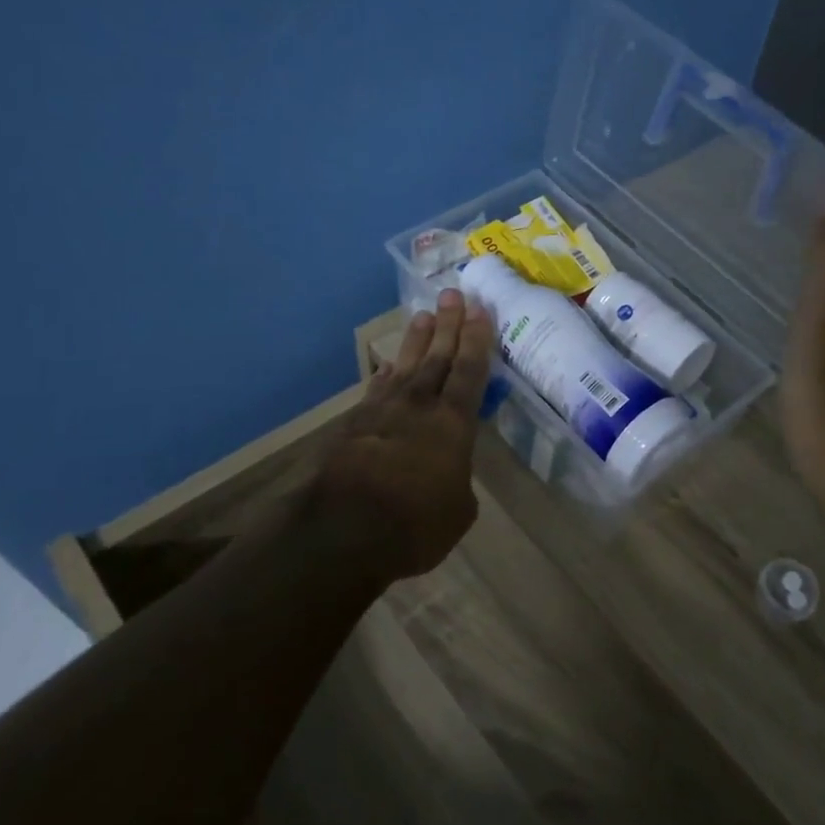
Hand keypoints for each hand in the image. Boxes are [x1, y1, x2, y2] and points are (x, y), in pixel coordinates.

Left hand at [309, 289, 495, 586]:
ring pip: (405, 366)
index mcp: (453, 424)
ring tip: (425, 315)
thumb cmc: (415, 525)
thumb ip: (458, 484)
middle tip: (453, 293)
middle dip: (449, 325)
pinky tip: (388, 366)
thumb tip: (449, 477)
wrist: (343, 530)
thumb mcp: (457, 512)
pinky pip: (376, 390)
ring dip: (417, 340)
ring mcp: (383, 412)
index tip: (480, 310)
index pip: (470, 372)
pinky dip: (385, 375)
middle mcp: (420, 407)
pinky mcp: (354, 425)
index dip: (477, 340)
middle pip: (438, 357)